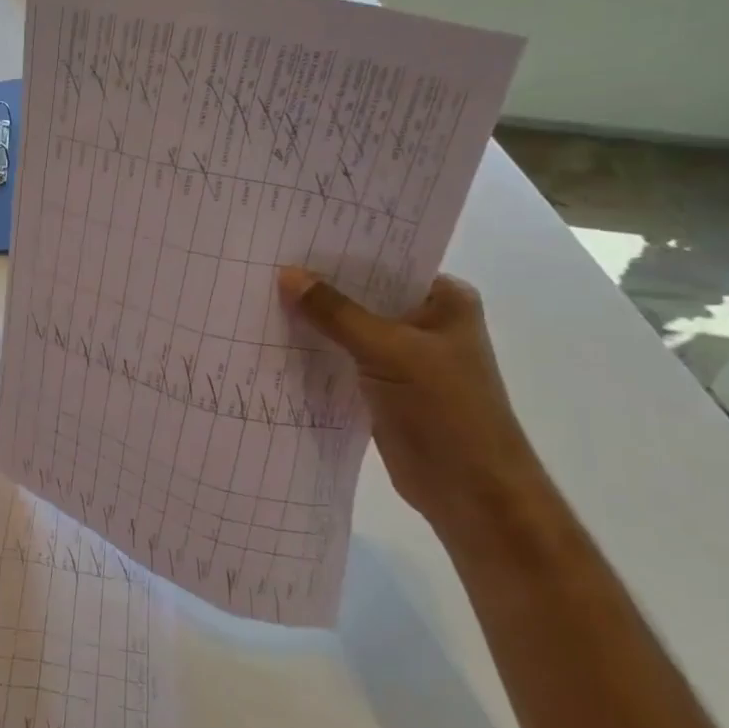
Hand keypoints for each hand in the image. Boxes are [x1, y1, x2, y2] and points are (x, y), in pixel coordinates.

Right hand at [278, 267, 544, 531]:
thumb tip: (286, 274)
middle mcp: (423, 321)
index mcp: (443, 299)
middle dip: (319, 285)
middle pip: (362, 294)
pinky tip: (273, 339)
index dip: (341, 249)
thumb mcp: (388, 350)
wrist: (469, 492)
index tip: (292, 235)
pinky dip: (314, 352)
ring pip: (348, 328)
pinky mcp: (380, 386)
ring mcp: (402, 356)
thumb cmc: (445, 409)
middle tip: (265, 262)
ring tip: (258, 295)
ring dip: (313, 320)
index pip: (385, 260)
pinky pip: (340, 358)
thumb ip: (336, 312)